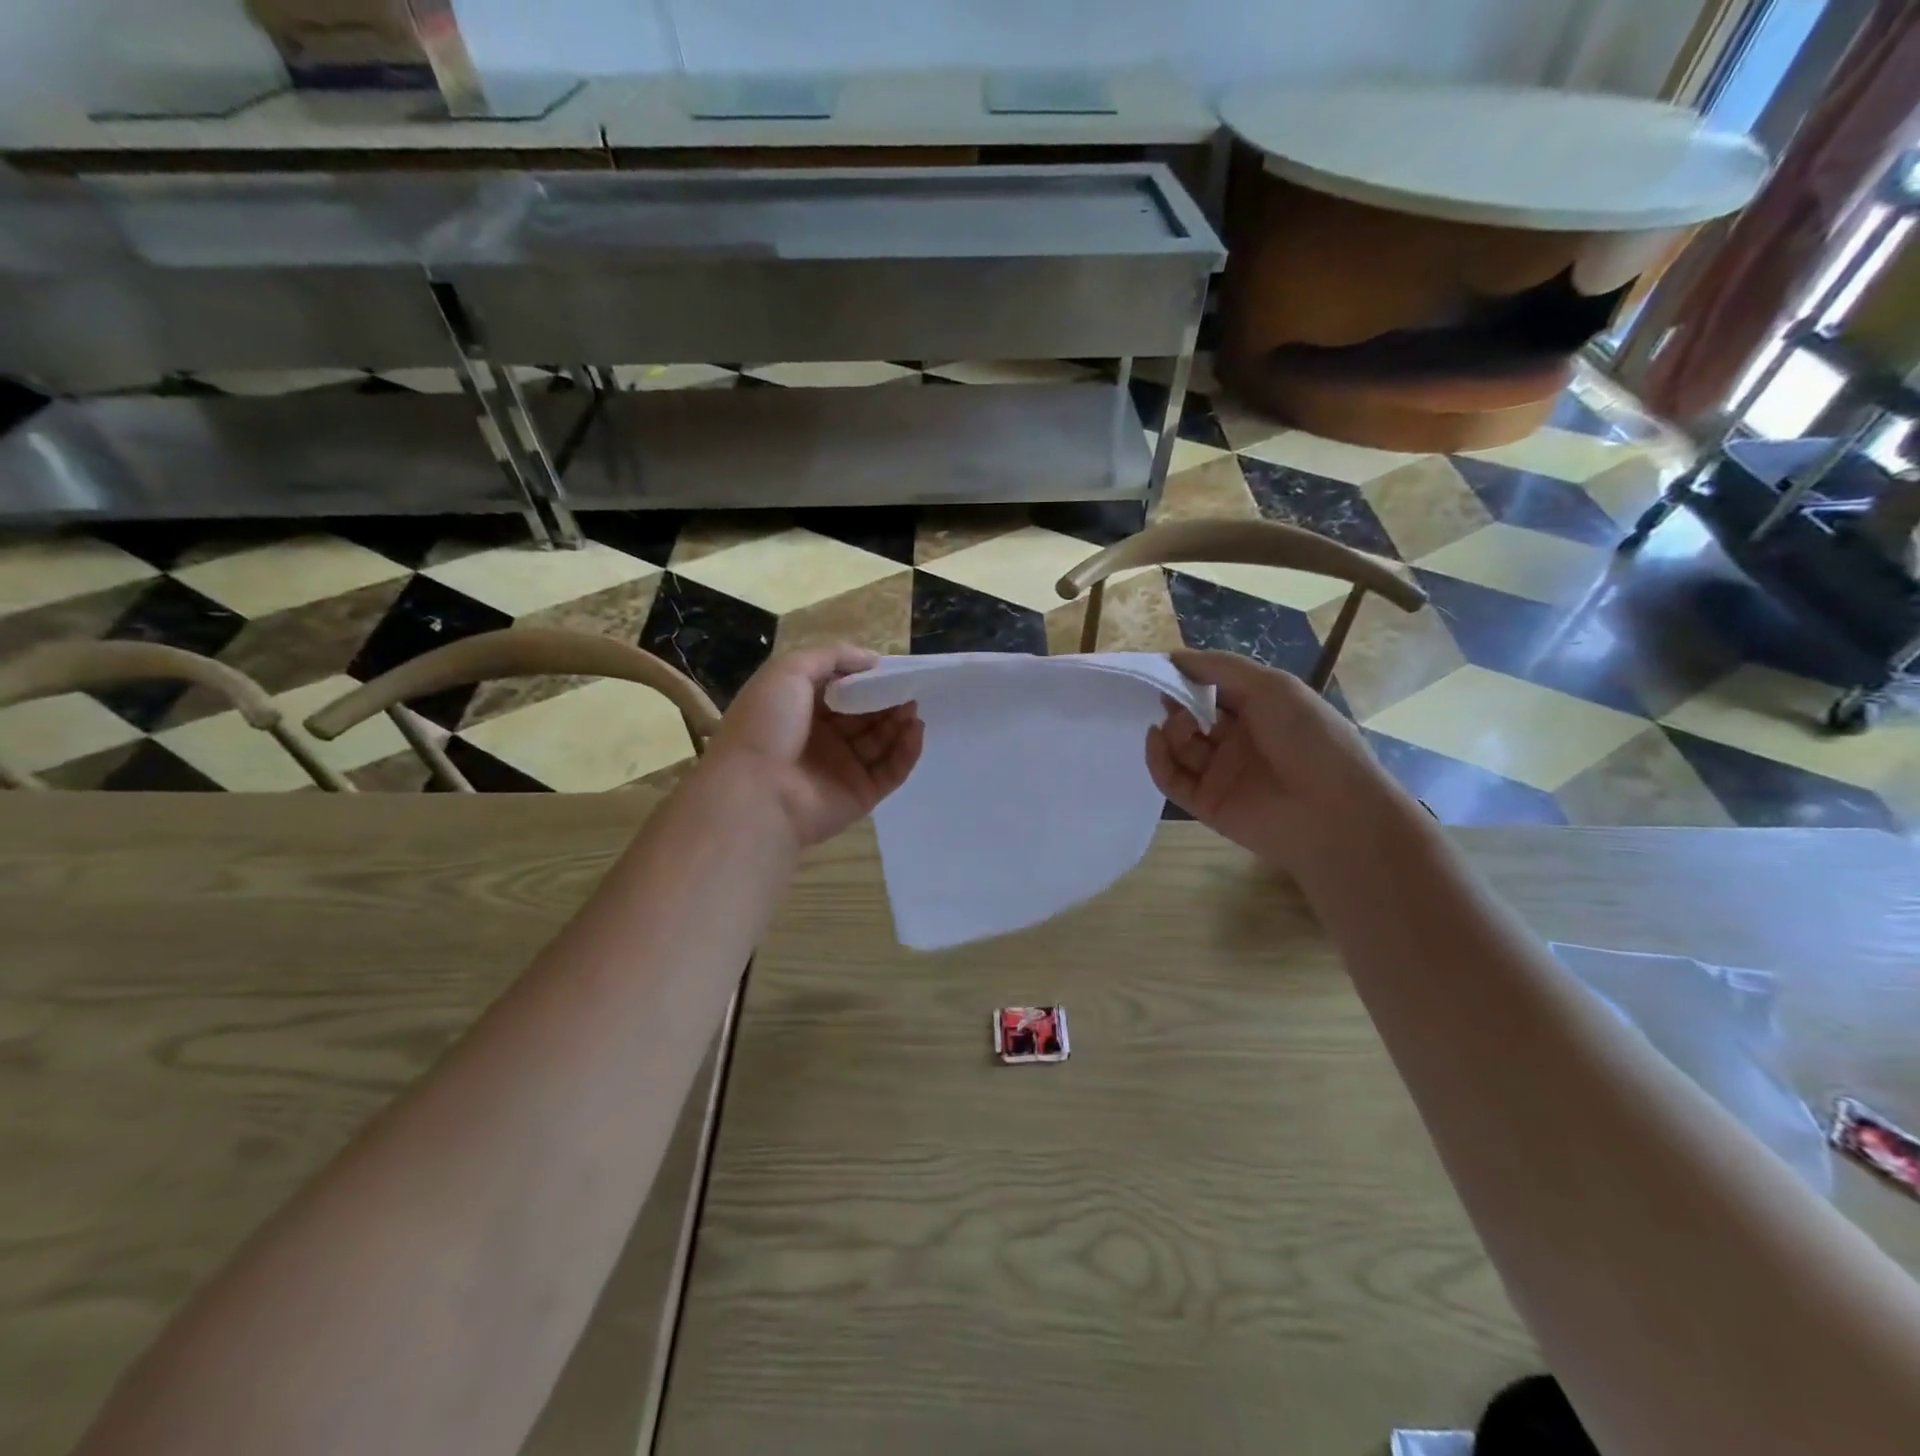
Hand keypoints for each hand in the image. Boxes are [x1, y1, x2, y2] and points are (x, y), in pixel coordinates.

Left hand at [704, 644, 923, 847]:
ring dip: (899, 722)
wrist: (756, 792)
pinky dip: (906, 751)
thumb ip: (831, 657)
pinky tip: (915, 731)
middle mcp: (821, 739)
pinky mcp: (860, 794)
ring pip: (880, 741)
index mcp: (799, 710)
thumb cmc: (767, 725)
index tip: (889, 668)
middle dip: (887, 700)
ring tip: (913, 707)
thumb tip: (873, 660)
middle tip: (909, 687)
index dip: (864, 679)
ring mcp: (841, 769)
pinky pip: (891, 771)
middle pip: (864, 715)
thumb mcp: (788, 671)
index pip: (840, 691)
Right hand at [1146, 650, 1419, 881]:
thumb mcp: (1272, 686)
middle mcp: (1238, 740)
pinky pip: (1171, 778)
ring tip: (1180, 724)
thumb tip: (1174, 656)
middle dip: (1176, 702)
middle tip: (1166, 695)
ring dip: (1171, 729)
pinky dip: (1157, 758)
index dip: (1190, 677)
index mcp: (1260, 711)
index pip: (1214, 690)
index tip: (1165, 667)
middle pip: (1192, 717)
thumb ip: (1221, 668)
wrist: (1333, 813)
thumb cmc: (1309, 739)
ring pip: (1179, 746)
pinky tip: (1155, 738)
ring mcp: (1220, 773)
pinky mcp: (1205, 803)